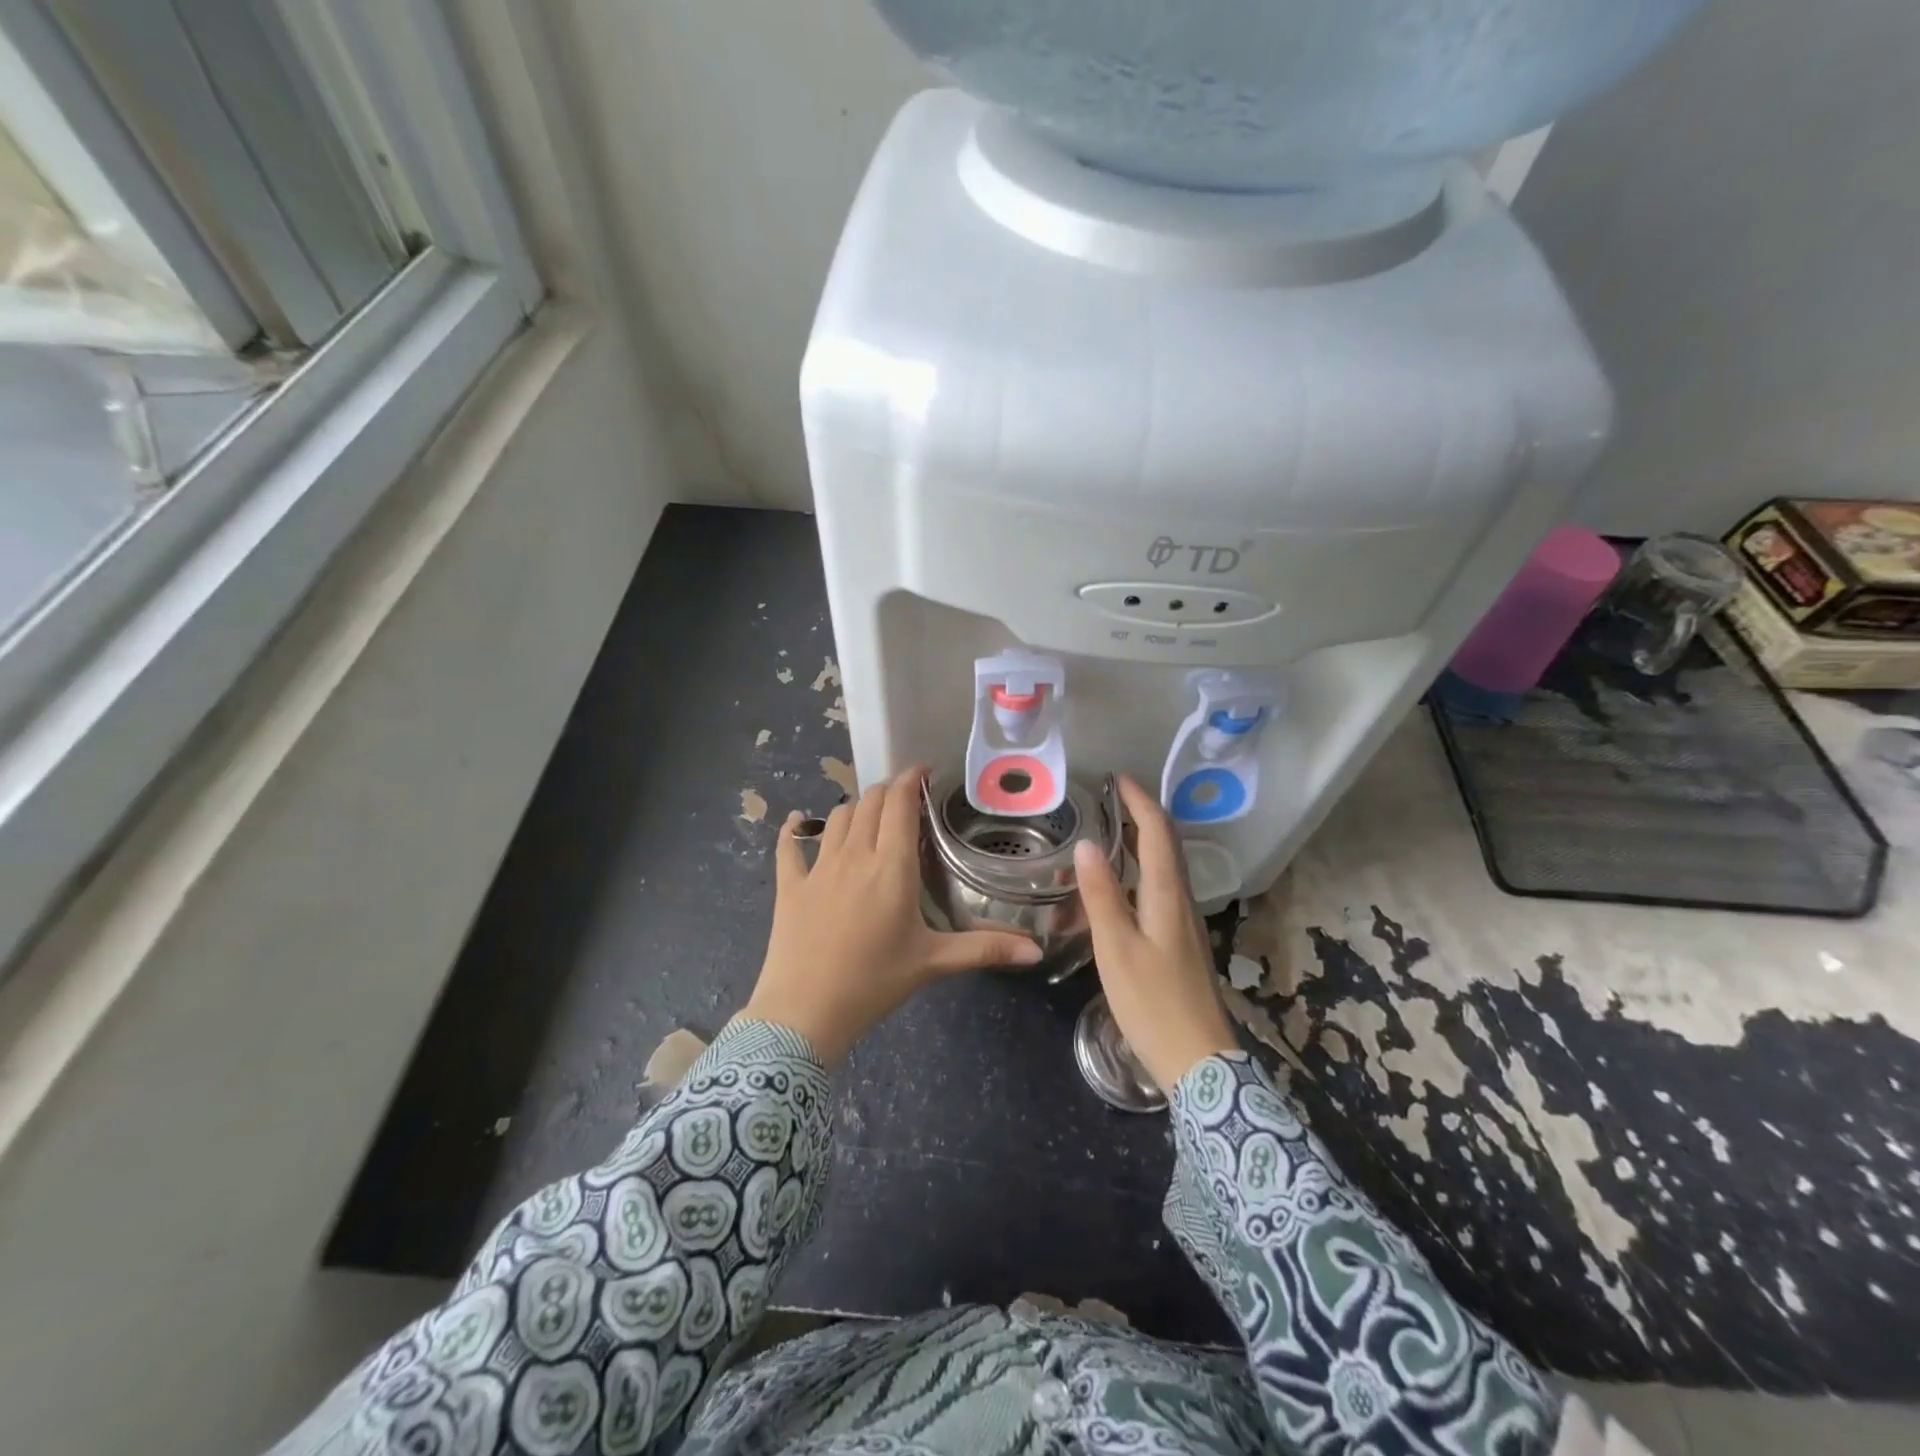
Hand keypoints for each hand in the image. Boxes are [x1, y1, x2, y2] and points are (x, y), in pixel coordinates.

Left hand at [743, 766, 1042, 1065]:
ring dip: (856, 808)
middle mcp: (855, 855)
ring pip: (837, 817)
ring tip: (870, 816)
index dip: (911, 779)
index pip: (900, 804)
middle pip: (869, 802)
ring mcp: (818, 867)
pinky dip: (794, 829)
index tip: (924, 772)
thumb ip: (985, 949)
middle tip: (905, 800)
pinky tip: (797, 822)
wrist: (804, 1013)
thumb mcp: (933, 963)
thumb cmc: (874, 982)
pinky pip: (789, 846)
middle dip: (888, 791)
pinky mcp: (791, 886)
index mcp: (891, 866)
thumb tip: (1036, 950)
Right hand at [1074, 775, 1238, 1092]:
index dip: (1140, 802)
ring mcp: (1184, 923)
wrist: (1200, 1063)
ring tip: (1110, 833)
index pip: (1158, 833)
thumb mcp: (1117, 949)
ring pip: (1165, 868)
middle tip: (1111, 800)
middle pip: (1167, 846)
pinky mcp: (1181, 943)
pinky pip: (1160, 890)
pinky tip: (1120, 887)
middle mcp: (1181, 901)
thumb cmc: (1154, 1003)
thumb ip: (1101, 896)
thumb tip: (1087, 844)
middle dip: (1143, 815)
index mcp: (1167, 896)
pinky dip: (1141, 872)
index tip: (1118, 779)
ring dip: (1142, 842)